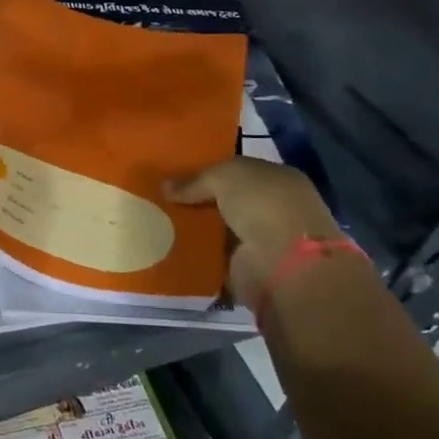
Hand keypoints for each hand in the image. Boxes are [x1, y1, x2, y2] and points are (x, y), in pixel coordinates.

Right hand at [165, 157, 341, 310]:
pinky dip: (194, 253)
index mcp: (277, 179)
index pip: (238, 171)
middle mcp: (272, 208)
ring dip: (193, 228)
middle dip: (196, 199)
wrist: (282, 263)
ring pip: (216, 228)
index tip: (174, 174)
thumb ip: (195, 180)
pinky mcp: (245, 268)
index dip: (208, 170)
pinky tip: (166, 245)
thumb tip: (165, 187)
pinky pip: (212, 256)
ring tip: (156, 220)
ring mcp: (261, 240)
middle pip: (225, 200)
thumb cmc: (263, 206)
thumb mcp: (225, 177)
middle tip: (159, 197)